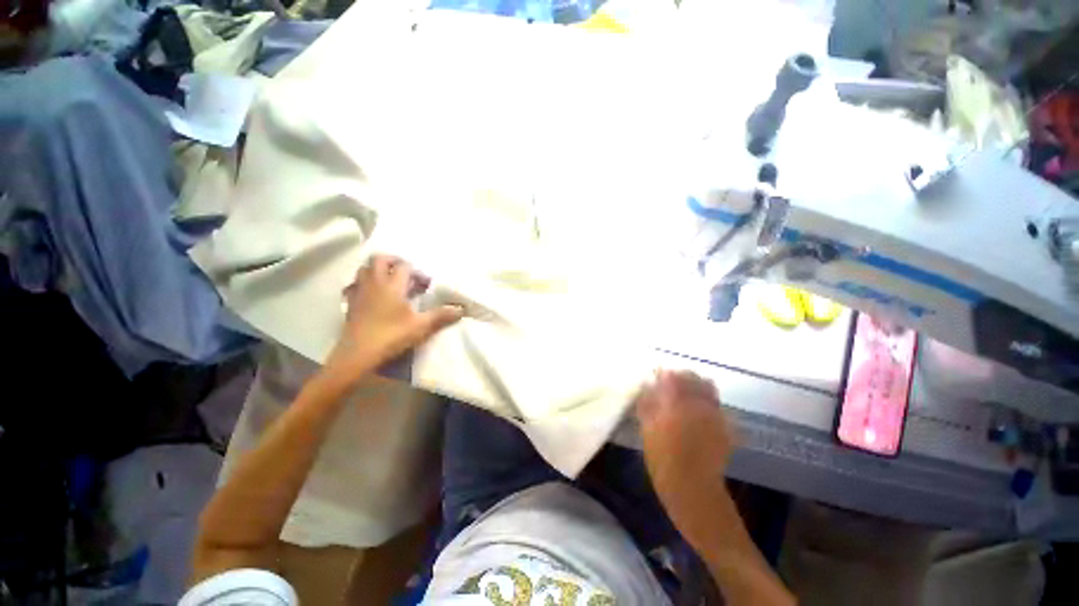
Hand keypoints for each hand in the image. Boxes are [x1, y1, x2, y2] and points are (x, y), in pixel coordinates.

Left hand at [325, 255, 463, 383]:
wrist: (358, 354)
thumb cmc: (391, 336)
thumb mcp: (421, 326)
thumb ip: (441, 315)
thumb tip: (461, 309)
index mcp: (392, 285)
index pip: (405, 267)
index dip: (418, 272)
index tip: (427, 285)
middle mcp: (374, 283)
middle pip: (380, 259)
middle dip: (394, 261)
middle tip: (407, 272)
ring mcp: (359, 292)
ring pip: (365, 269)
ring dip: (378, 270)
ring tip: (390, 281)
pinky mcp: (350, 303)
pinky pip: (354, 285)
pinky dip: (364, 284)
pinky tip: (371, 294)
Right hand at [637, 370, 735, 542]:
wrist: (693, 489)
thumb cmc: (663, 459)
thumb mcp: (647, 429)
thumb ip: (647, 403)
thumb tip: (647, 385)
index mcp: (677, 402)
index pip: (671, 375)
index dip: (663, 373)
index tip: (655, 376)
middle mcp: (699, 403)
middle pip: (692, 377)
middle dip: (680, 377)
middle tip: (669, 384)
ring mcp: (715, 414)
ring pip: (708, 388)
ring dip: (695, 386)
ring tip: (684, 395)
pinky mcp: (725, 426)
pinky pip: (716, 405)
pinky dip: (707, 401)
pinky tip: (698, 411)